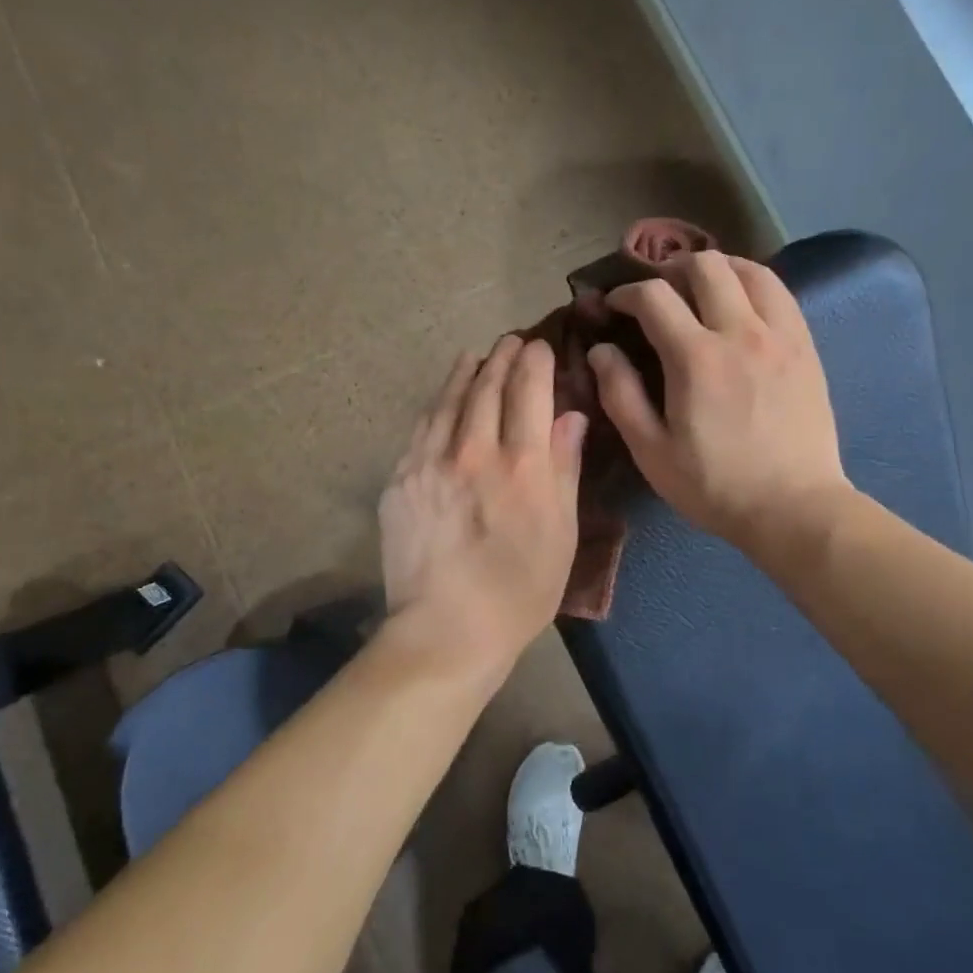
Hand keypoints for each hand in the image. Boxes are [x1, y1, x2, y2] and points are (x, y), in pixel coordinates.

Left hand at [380, 336, 588, 674]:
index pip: (530, 390)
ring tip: (475, 356)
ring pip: (449, 400)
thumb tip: (571, 416)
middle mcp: (474, 451)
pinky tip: (442, 399)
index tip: (540, 346)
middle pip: (488, 387)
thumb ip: (565, 468)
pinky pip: (421, 428)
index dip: (536, 361)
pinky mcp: (401, 480)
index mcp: (523, 465)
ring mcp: (430, 463)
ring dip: (466, 371)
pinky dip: (437, 405)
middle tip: (511, 341)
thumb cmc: (520, 591)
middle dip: (502, 357)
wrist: (446, 630)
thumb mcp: (562, 534)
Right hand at [588, 251, 848, 549]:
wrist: (794, 508)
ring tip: (701, 290)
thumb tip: (601, 350)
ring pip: (750, 270)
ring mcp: (780, 336)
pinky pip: (781, 293)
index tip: (614, 306)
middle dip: (671, 269)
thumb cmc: (715, 486)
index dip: (626, 293)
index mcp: (695, 358)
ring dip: (718, 269)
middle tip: (658, 293)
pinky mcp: (806, 347)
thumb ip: (620, 395)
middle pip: (704, 266)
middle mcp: (740, 332)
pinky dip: (754, 285)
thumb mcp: (652, 451)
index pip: (653, 296)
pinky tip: (742, 306)